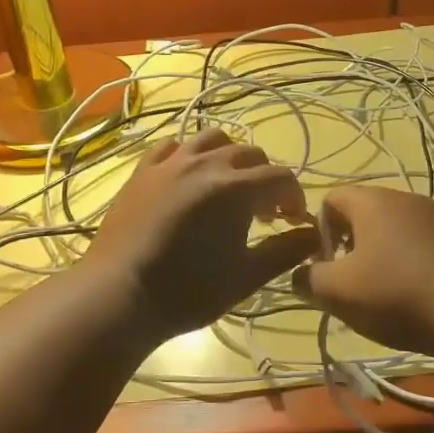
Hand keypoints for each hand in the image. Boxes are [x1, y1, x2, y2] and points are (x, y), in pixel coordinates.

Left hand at [85, 129, 317, 339]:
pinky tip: (188, 177)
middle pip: (250, 154)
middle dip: (265, 178)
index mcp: (236, 187)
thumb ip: (284, 251)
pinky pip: (172, 145)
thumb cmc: (188, 292)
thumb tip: (315, 235)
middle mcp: (206, 163)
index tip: (292, 222)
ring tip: (228, 185)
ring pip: (212, 138)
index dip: (294, 198)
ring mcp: (171, 161)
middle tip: (264, 212)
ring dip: (230, 156)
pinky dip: (188, 154)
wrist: (119, 294)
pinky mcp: (143, 169)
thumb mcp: (246, 277)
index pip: (280, 177)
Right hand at [294, 185, 433, 361]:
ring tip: (390, 292)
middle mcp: (407, 197)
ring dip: (386, 252)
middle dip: (352, 243)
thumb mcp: (339, 293)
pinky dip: (417, 261)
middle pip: (366, 212)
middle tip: (354, 282)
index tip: (326, 264)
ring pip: (399, 227)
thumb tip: (299, 274)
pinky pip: (429, 242)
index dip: (319, 229)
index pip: (331, 197)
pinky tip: (424, 294)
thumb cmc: (399, 297)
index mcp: (373, 201)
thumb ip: (308, 279)